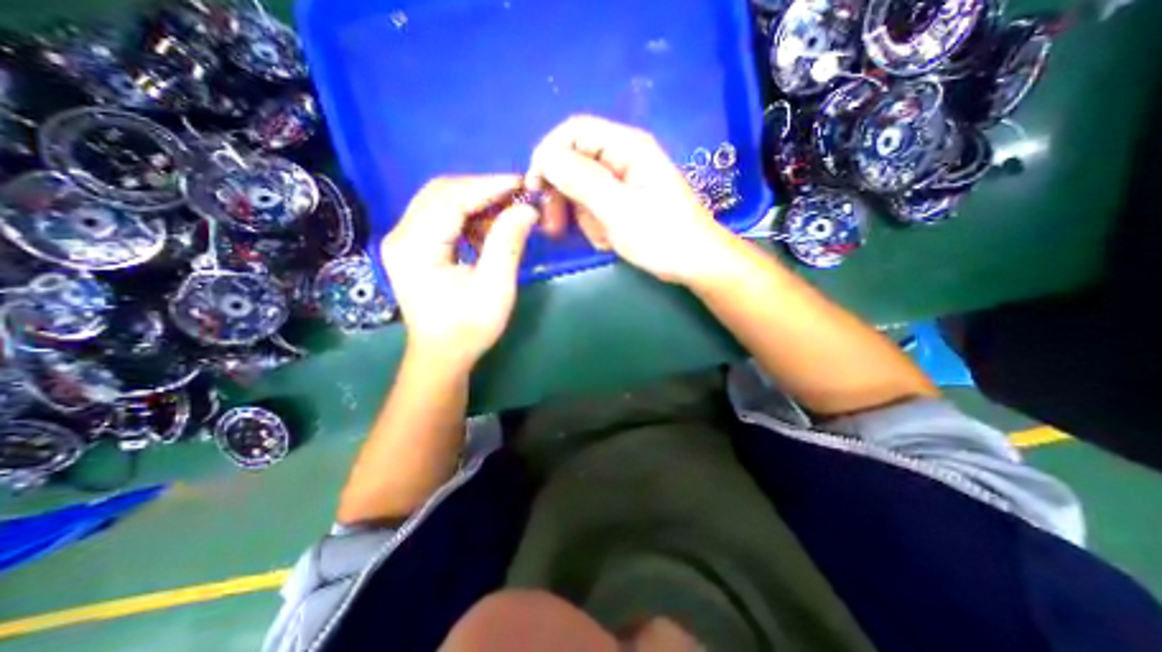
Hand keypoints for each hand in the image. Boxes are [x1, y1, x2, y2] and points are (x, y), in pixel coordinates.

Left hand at [384, 176, 538, 367]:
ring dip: (477, 202)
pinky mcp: (413, 245)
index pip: (451, 198)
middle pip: (442, 192)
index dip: (489, 186)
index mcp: (415, 246)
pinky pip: (441, 216)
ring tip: (508, 214)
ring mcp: (404, 239)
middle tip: (518, 196)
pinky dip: (468, 216)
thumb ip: (508, 244)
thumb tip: (526, 208)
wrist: (442, 354)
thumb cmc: (468, 328)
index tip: (522, 183)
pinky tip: (488, 230)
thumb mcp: (495, 288)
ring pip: (441, 200)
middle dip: (483, 189)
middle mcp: (401, 234)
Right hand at [526, 114, 732, 281]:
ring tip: (601, 238)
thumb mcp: (619, 209)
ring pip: (582, 190)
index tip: (535, 188)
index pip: (574, 132)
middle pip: (575, 161)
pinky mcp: (624, 202)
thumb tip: (545, 159)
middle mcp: (623, 157)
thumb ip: (581, 181)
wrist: (694, 263)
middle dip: (563, 194)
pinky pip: (595, 207)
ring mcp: (624, 181)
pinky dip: (595, 226)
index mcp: (627, 147)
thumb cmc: (662, 236)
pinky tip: (609, 241)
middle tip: (555, 227)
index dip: (549, 154)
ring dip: (582, 216)